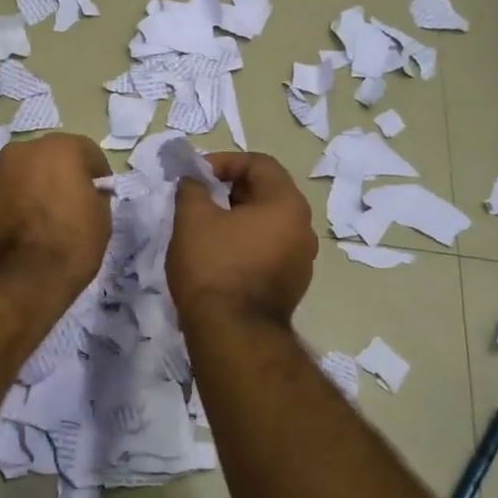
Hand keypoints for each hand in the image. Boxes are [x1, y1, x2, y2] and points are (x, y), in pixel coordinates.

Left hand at [0, 134, 112, 299]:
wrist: (15, 282)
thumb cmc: (68, 246)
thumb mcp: (101, 220)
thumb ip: (95, 196)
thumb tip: (87, 193)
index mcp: (60, 149)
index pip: (86, 152)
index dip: (97, 175)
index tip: (100, 195)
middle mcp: (23, 150)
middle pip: (50, 157)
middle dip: (61, 175)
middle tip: (70, 204)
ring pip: (23, 173)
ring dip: (34, 187)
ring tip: (41, 219)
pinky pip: (4, 192)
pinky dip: (14, 202)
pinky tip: (20, 229)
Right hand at [168, 151, 317, 324]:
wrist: (233, 334)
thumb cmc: (214, 266)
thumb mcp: (193, 218)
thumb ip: (193, 189)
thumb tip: (195, 182)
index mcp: (287, 204)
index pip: (259, 163)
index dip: (224, 162)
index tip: (196, 176)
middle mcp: (304, 228)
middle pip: (266, 192)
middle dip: (229, 190)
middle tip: (197, 201)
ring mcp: (301, 260)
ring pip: (266, 224)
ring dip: (236, 219)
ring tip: (204, 230)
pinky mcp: (291, 285)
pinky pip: (267, 251)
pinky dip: (244, 245)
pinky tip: (218, 258)